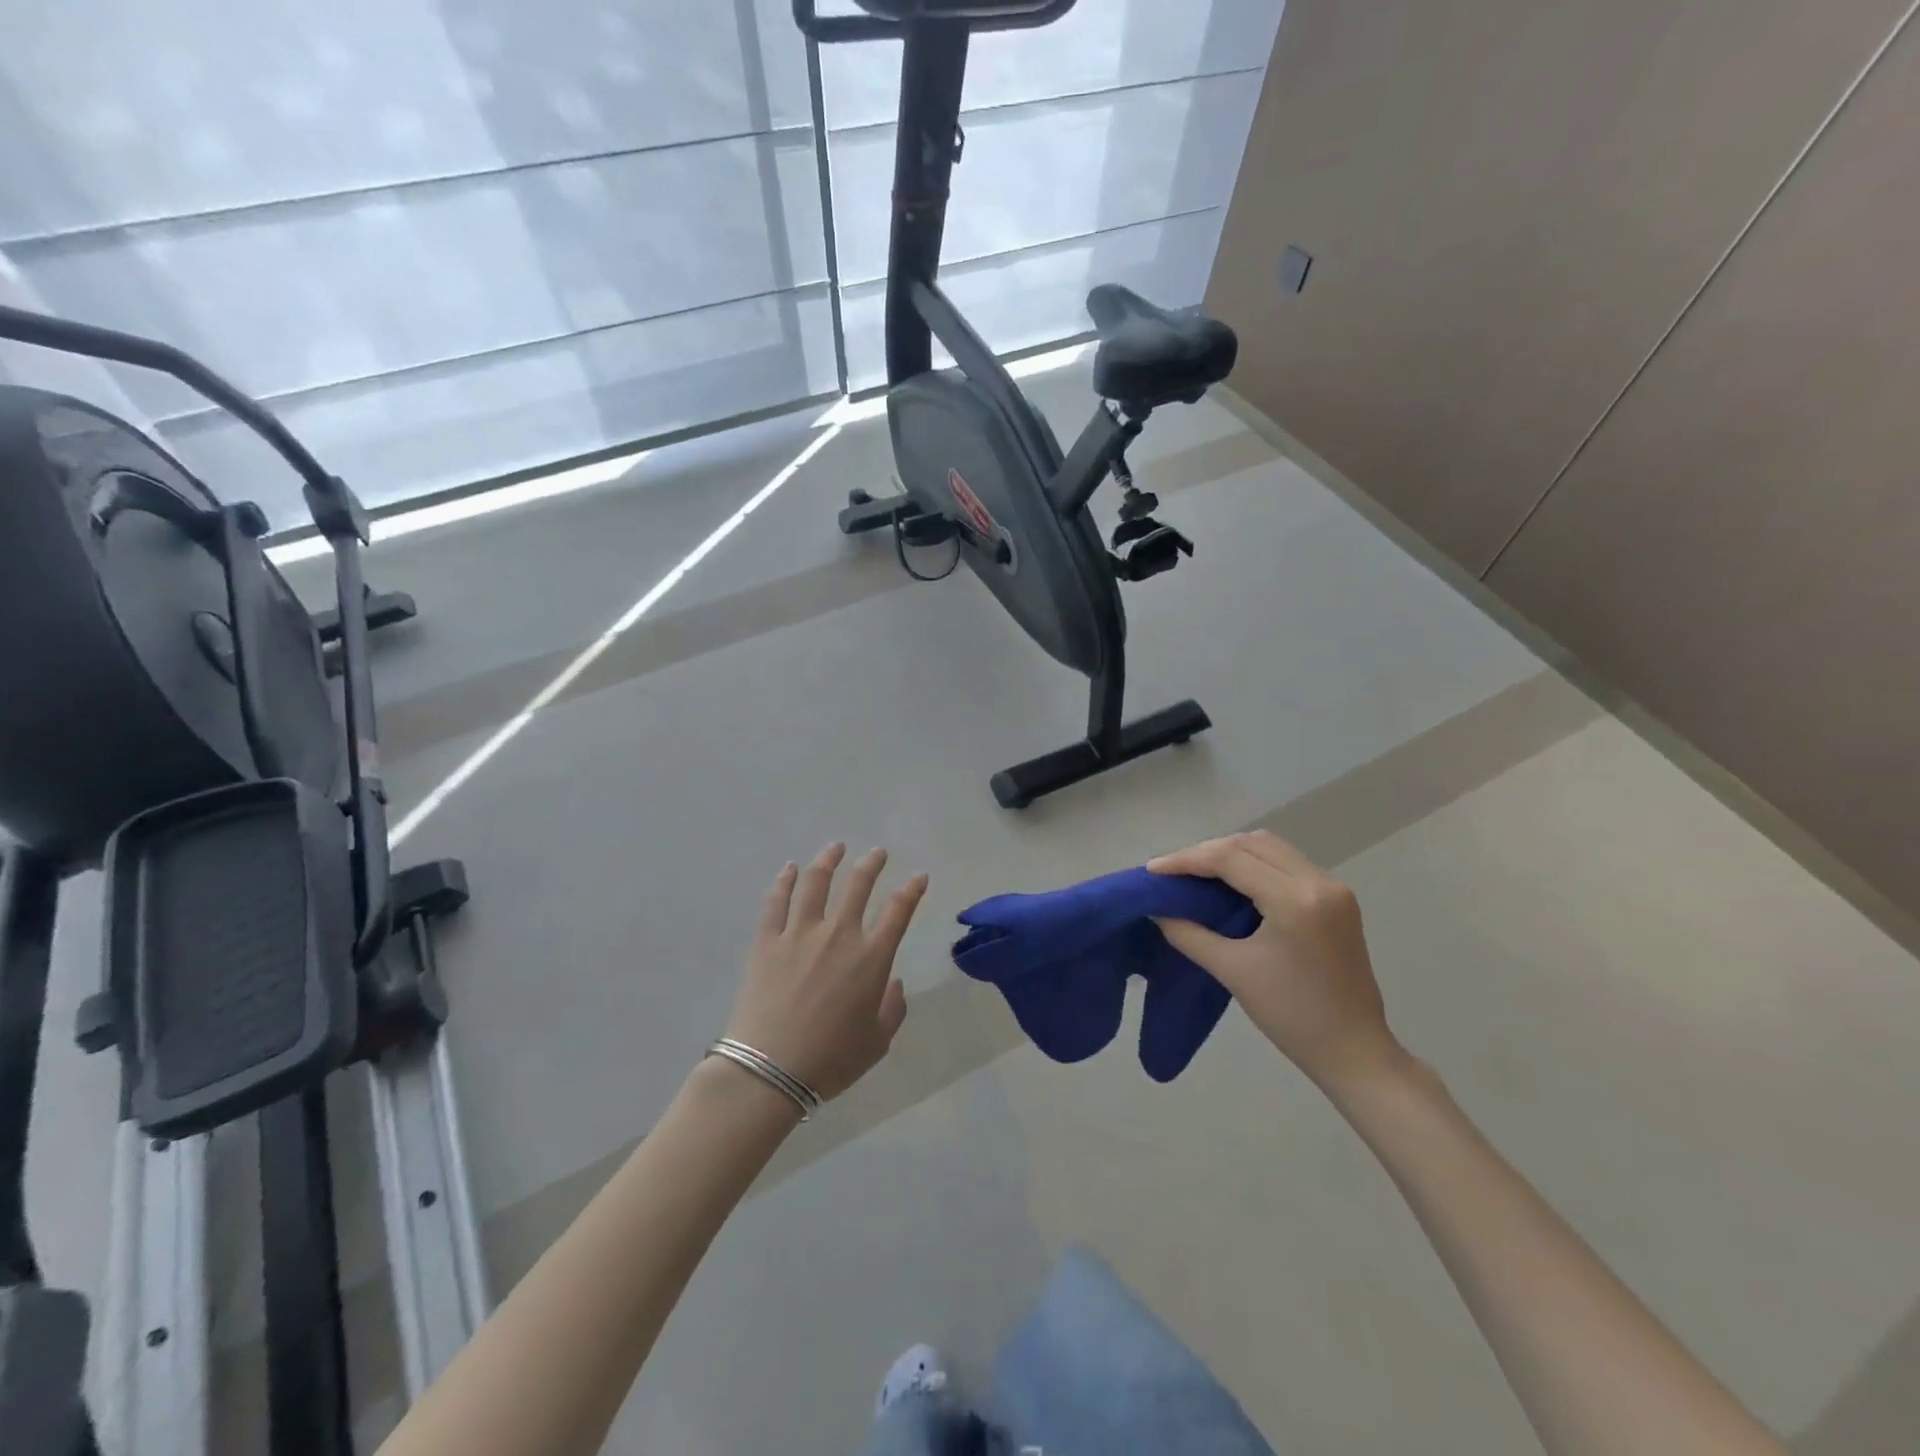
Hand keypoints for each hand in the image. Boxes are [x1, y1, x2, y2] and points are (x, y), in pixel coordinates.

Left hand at [724, 843, 928, 1101]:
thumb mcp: (877, 1042)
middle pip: (858, 885)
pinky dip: (784, 881)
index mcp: (871, 957)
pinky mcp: (767, 941)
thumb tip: (892, 982)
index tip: (919, 876)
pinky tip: (789, 869)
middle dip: (871, 864)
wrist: (770, 1071)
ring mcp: (799, 933)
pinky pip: (776, 902)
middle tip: (877, 853)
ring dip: (829, 860)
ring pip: (816, 883)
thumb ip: (892, 1008)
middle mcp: (839, 934)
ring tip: (836, 847)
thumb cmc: (831, 1060)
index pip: (899, 910)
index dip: (912, 890)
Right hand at [1149, 830, 1400, 1091]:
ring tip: (1197, 874)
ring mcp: (1333, 887)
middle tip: (1173, 872)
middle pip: (1251, 844)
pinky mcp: (1337, 898)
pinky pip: (1286, 863)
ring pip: (1270, 848)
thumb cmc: (1291, 1015)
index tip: (1152, 871)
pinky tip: (1231, 883)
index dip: (1186, 859)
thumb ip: (1188, 933)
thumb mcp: (1232, 971)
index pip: (1230, 858)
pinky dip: (1254, 865)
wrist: (1354, 1051)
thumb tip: (1157, 909)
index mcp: (1295, 900)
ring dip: (1231, 853)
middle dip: (1207, 852)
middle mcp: (1318, 881)